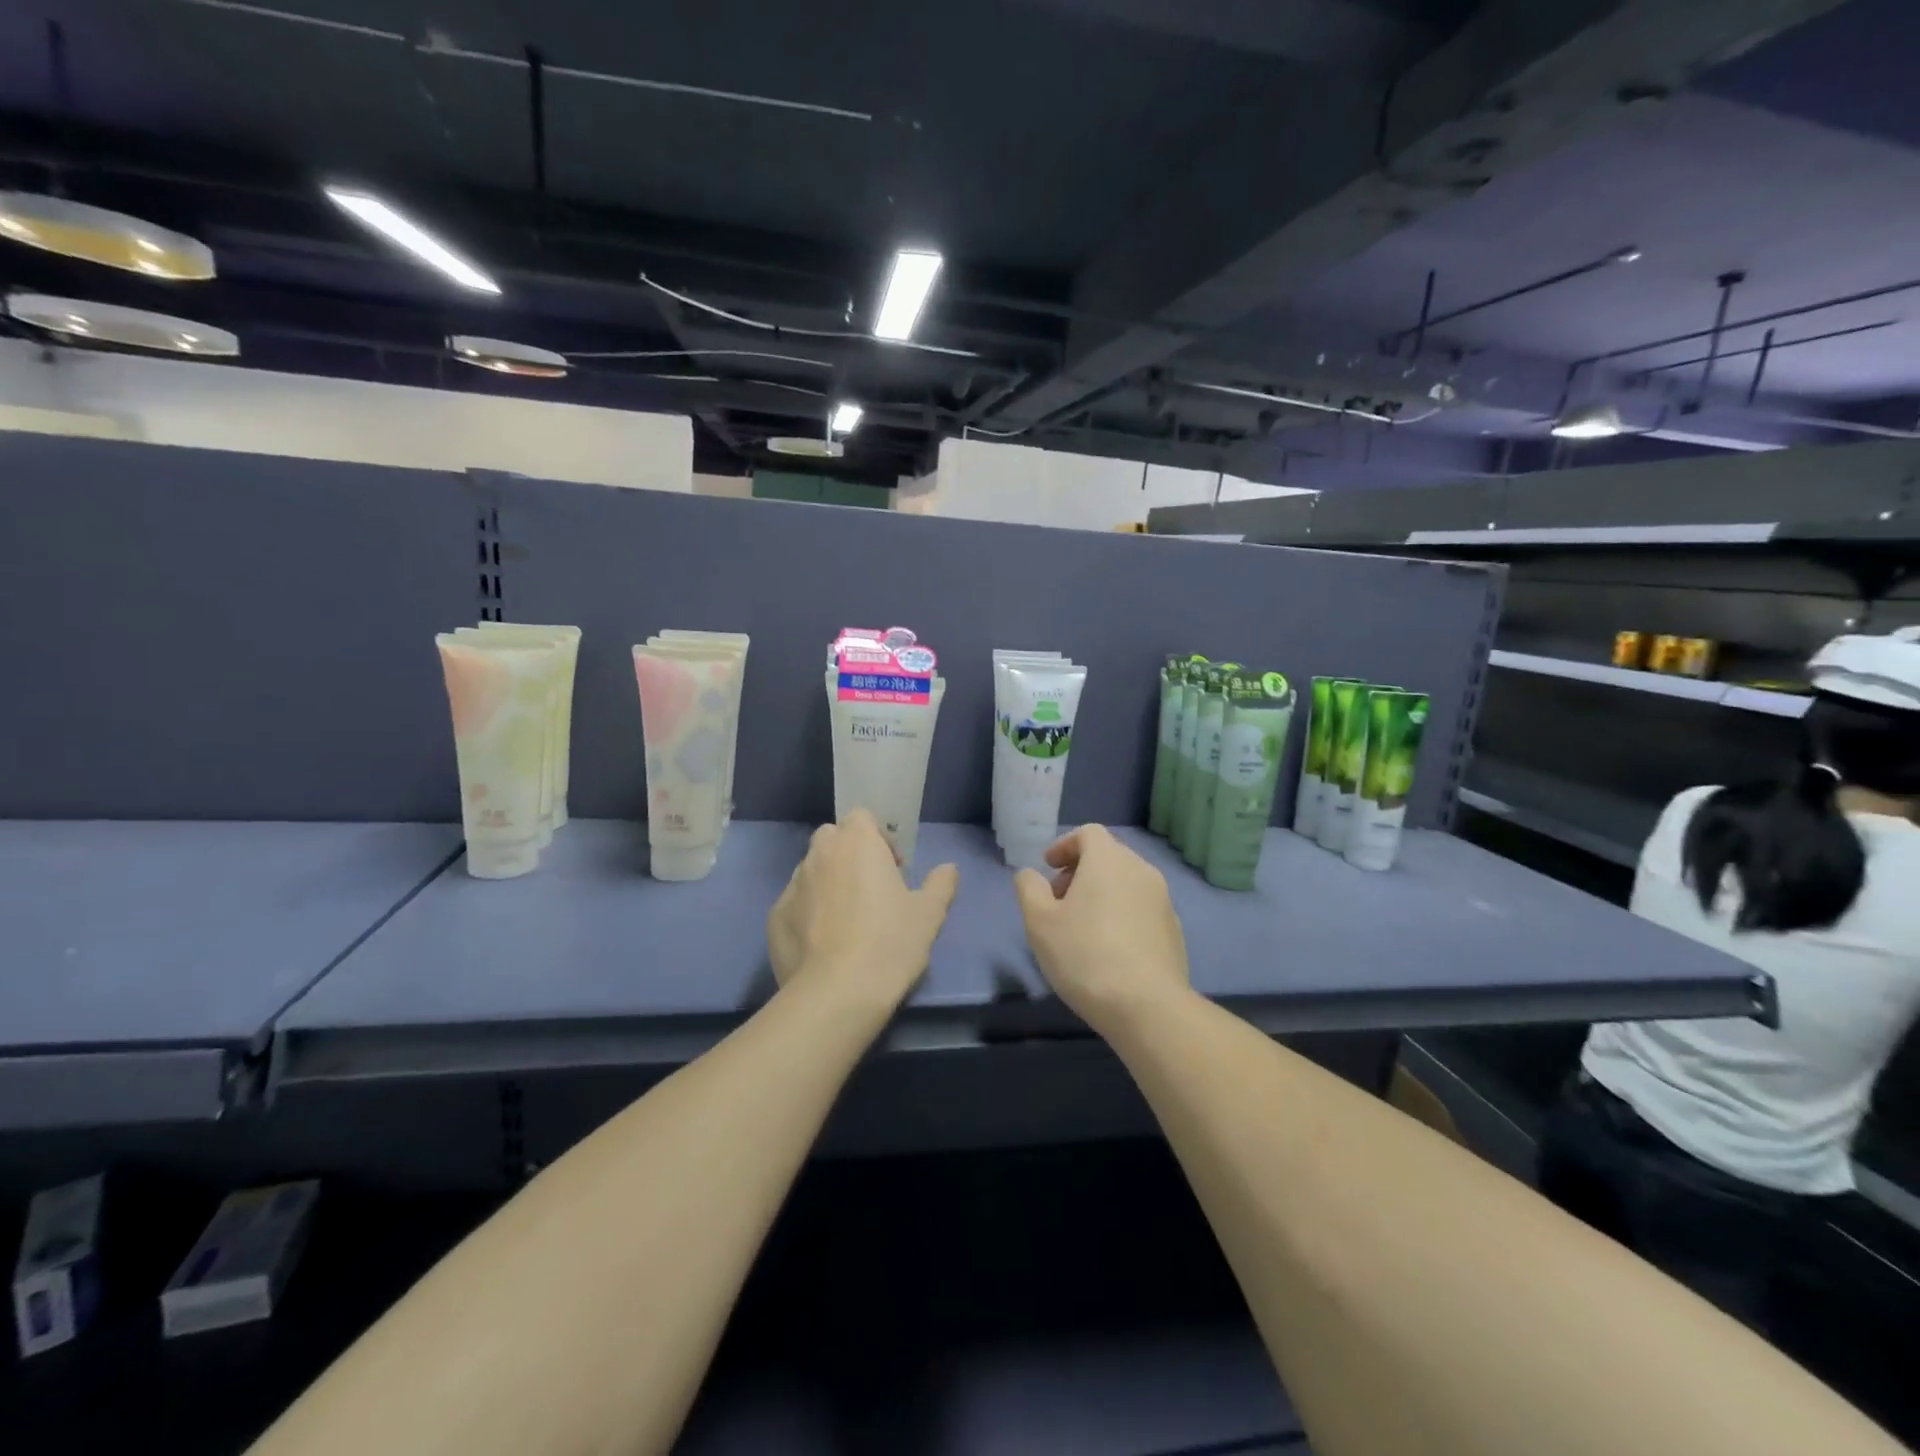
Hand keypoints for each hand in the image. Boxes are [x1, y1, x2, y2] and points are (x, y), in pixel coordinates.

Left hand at [767, 809, 958, 1010]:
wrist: (837, 993)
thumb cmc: (890, 942)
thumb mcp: (929, 914)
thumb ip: (940, 884)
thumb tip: (948, 869)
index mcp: (856, 842)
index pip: (861, 817)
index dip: (878, 838)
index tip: (892, 869)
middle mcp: (820, 854)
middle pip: (832, 839)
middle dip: (849, 855)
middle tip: (870, 891)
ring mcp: (792, 885)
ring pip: (811, 871)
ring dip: (828, 884)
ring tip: (846, 922)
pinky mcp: (774, 918)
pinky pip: (795, 904)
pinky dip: (807, 914)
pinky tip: (823, 946)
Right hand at [1014, 825, 1190, 1033]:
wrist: (1146, 1005)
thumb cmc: (1084, 955)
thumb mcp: (1039, 921)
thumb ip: (1029, 888)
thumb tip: (1031, 875)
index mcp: (1108, 860)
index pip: (1088, 833)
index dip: (1065, 845)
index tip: (1049, 867)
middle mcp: (1141, 870)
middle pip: (1108, 856)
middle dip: (1080, 870)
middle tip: (1059, 900)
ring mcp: (1163, 900)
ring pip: (1126, 882)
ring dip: (1102, 893)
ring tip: (1081, 927)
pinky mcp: (1174, 929)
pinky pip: (1141, 908)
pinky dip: (1122, 914)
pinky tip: (1109, 948)